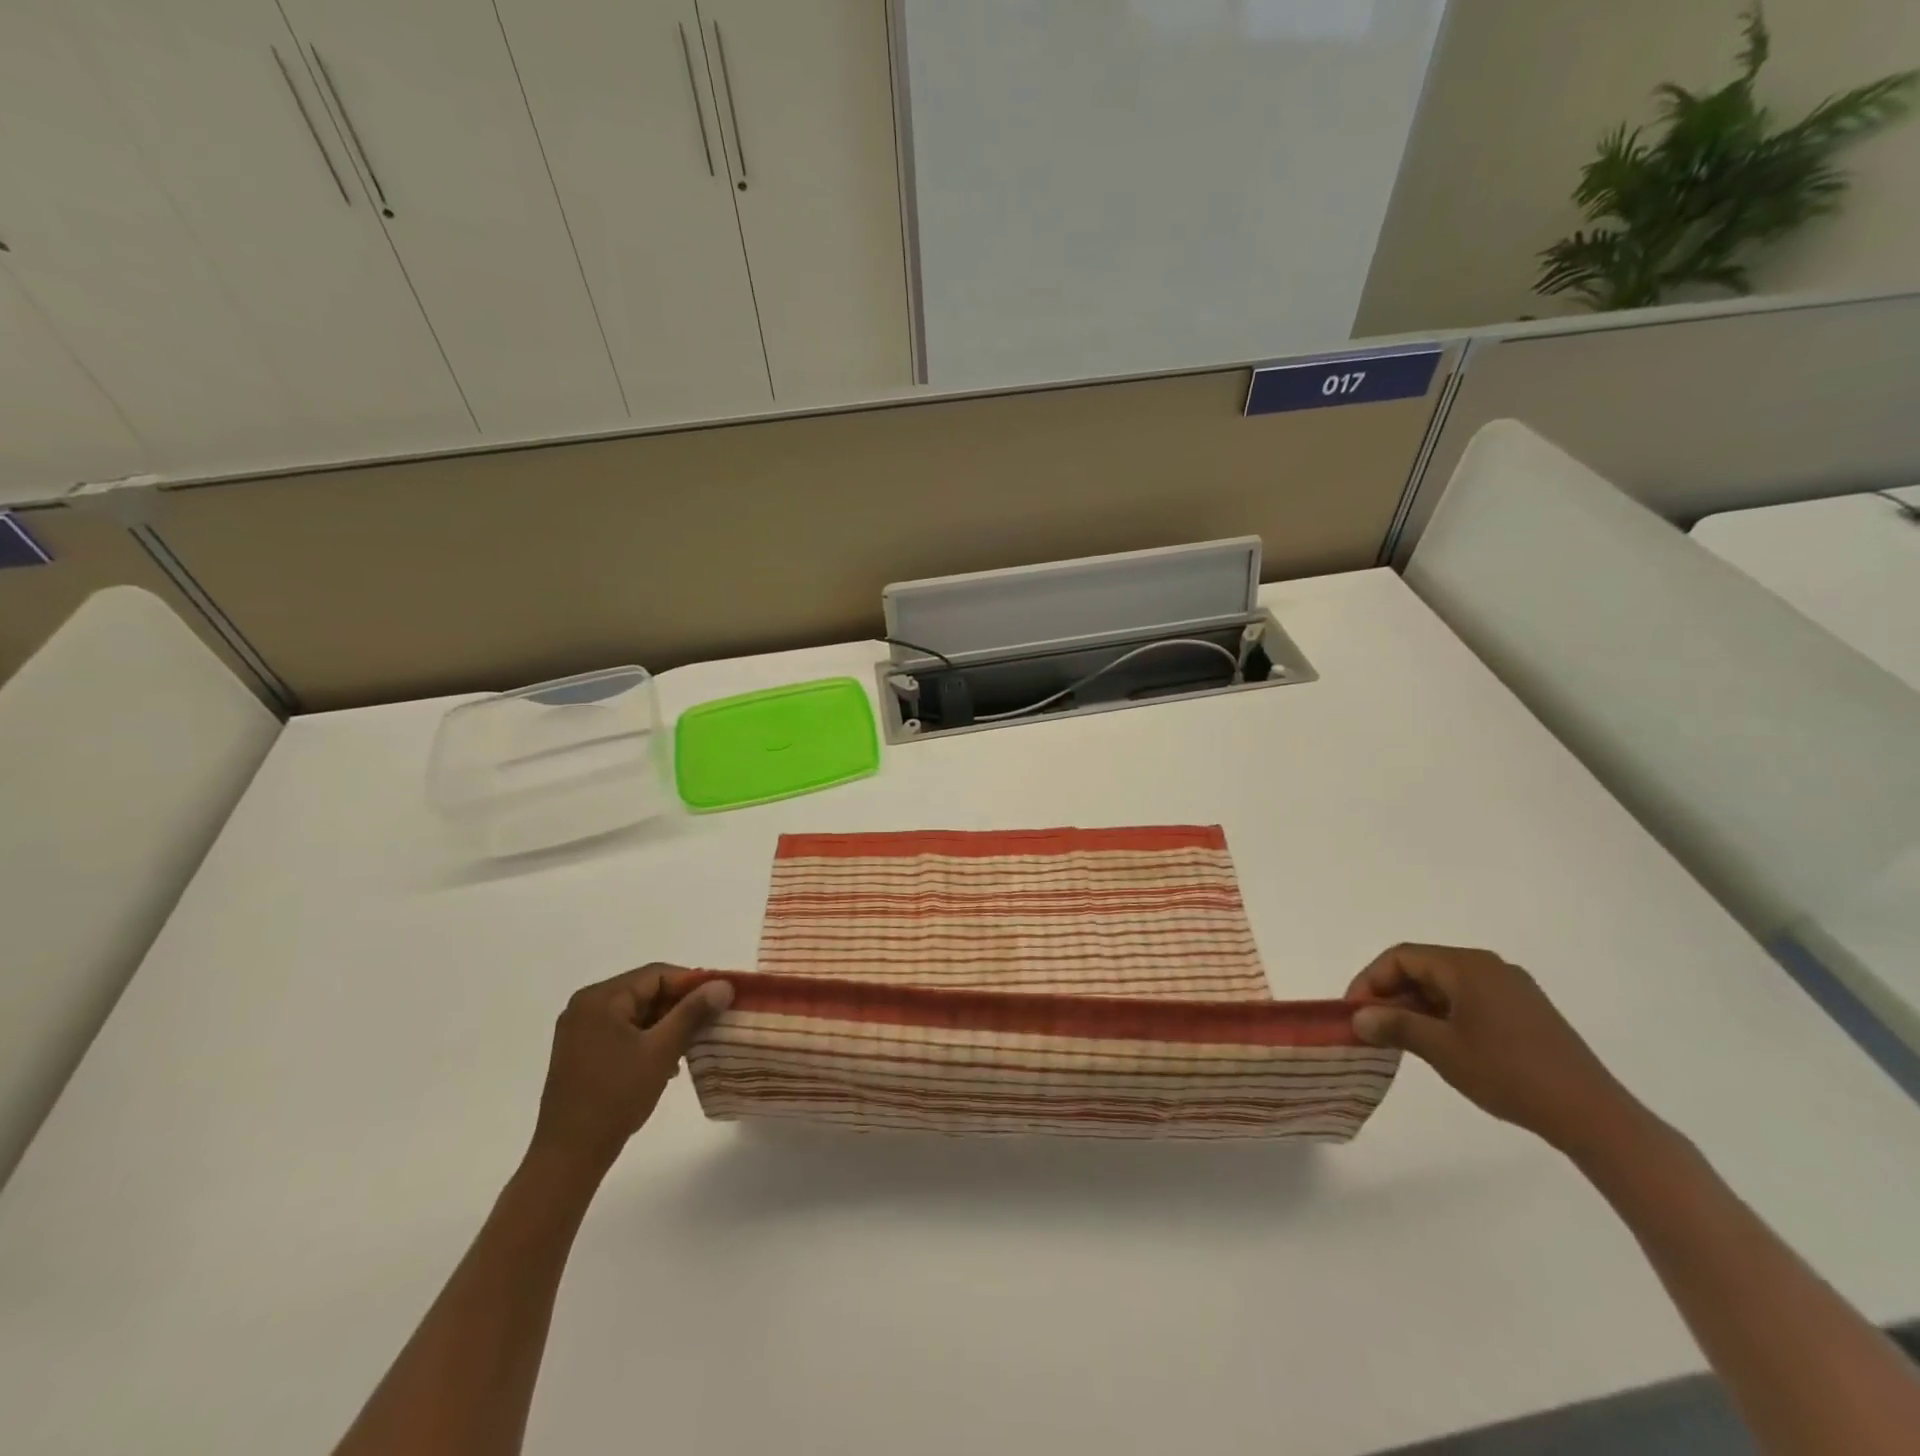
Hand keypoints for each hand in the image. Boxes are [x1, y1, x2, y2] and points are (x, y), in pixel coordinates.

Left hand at [530, 965, 732, 1172]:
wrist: (568, 1157)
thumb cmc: (615, 1097)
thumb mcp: (661, 1050)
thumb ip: (693, 1012)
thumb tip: (724, 985)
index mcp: (601, 998)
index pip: (657, 975)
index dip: (693, 984)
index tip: (721, 999)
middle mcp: (586, 1006)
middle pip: (646, 992)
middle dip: (680, 1006)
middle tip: (711, 1022)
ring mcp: (580, 1030)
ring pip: (637, 1013)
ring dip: (667, 1025)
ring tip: (693, 1045)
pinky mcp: (581, 1052)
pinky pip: (624, 1031)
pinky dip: (648, 1039)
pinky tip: (667, 1061)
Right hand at [1348, 943, 1640, 1155]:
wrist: (1592, 1115)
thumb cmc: (1509, 1073)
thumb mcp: (1441, 1049)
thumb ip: (1395, 1025)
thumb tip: (1359, 1017)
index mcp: (1467, 966)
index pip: (1402, 957)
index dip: (1371, 980)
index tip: (1354, 1011)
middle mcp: (1489, 967)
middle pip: (1424, 967)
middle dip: (1391, 993)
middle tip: (1372, 1026)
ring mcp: (1512, 989)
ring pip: (1446, 985)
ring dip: (1416, 1006)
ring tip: (1399, 1038)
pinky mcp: (1526, 1013)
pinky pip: (1469, 1000)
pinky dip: (1443, 1015)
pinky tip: (1438, 1044)